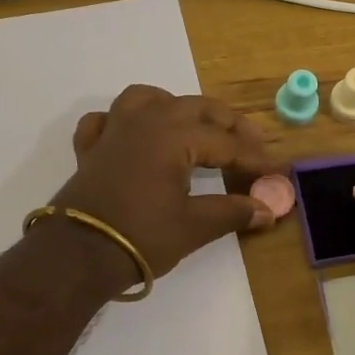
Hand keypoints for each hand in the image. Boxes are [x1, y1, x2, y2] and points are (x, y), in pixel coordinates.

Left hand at [48, 85, 281, 279]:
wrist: (77, 256)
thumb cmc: (140, 237)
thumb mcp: (193, 227)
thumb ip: (232, 212)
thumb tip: (267, 210)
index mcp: (173, 136)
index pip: (226, 143)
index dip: (255, 158)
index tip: (277, 171)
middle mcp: (145, 121)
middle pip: (195, 109)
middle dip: (228, 124)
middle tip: (252, 143)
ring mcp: (113, 131)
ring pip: (147, 98)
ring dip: (176, 106)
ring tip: (193, 126)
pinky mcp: (90, 149)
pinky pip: (106, 119)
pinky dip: (122, 121)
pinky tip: (133, 135)